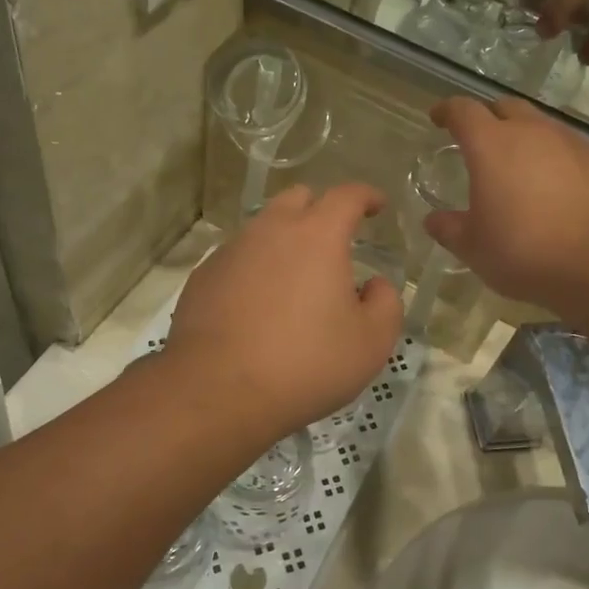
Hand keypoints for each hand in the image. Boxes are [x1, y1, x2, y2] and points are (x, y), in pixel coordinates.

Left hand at [167, 183, 402, 442]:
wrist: (217, 392)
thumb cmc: (305, 364)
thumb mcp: (370, 343)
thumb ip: (385, 303)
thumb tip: (375, 284)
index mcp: (317, 236)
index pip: (347, 195)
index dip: (367, 195)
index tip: (378, 205)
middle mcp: (271, 230)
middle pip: (298, 198)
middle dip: (321, 209)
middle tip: (335, 238)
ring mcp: (231, 251)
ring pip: (264, 228)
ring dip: (285, 240)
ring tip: (296, 277)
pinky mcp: (203, 276)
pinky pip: (237, 258)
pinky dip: (255, 268)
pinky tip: (258, 304)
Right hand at [423, 97, 588, 312]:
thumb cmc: (524, 251)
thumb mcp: (474, 247)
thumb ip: (449, 228)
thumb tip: (434, 220)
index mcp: (491, 145)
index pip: (463, 111)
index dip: (447, 111)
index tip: (438, 118)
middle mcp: (531, 132)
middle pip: (505, 107)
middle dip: (488, 117)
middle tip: (480, 141)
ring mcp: (571, 142)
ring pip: (541, 125)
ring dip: (525, 137)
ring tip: (520, 166)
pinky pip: (570, 148)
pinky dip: (556, 158)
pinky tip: (557, 186)